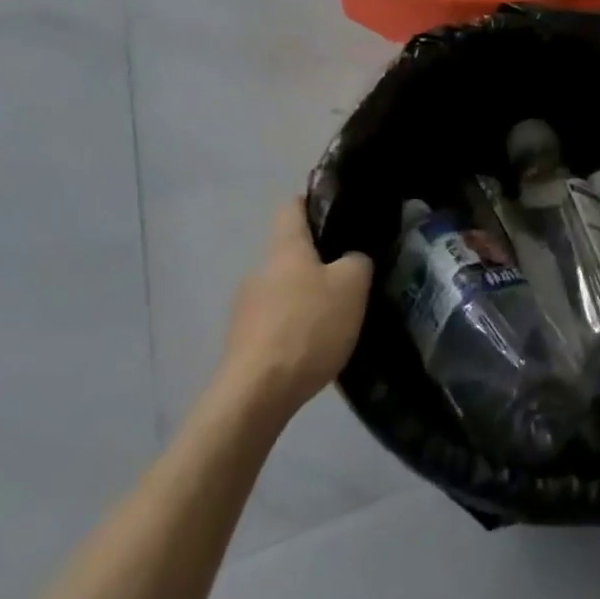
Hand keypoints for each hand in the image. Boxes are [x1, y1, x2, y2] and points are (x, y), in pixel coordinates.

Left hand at [218, 201, 374, 425]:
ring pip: (283, 291)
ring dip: (305, 300)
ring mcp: (245, 309)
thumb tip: (352, 258)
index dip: (313, 204)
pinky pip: (274, 324)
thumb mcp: (352, 286)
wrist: (256, 394)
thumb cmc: (308, 326)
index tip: (337, 213)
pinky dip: (294, 331)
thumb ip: (357, 261)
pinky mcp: (242, 344)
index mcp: (286, 248)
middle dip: (317, 263)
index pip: (292, 207)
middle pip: (290, 254)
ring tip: (335, 321)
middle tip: (349, 278)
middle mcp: (260, 271)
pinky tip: (313, 351)